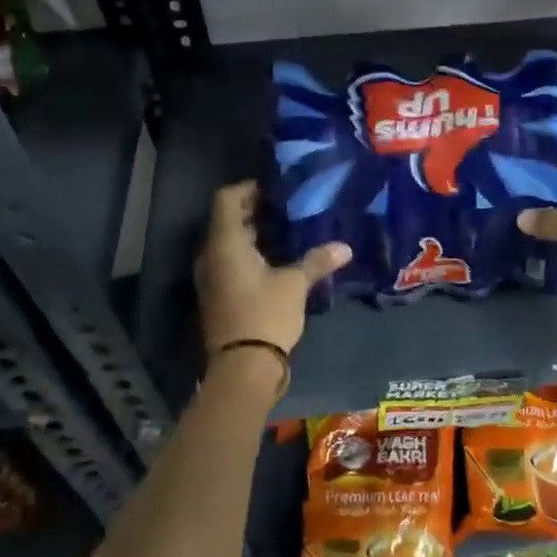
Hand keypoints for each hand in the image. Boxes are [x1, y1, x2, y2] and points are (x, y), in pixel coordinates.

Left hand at [194, 182, 349, 356]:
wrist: (242, 368)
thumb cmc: (265, 314)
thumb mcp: (295, 284)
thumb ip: (317, 261)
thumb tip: (345, 247)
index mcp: (225, 244)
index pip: (226, 199)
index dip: (248, 188)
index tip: (274, 188)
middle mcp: (211, 256)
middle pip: (227, 220)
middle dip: (254, 211)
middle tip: (286, 208)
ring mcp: (211, 278)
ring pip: (228, 244)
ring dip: (252, 235)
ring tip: (286, 233)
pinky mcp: (217, 296)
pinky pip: (229, 263)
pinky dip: (249, 256)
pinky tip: (276, 262)